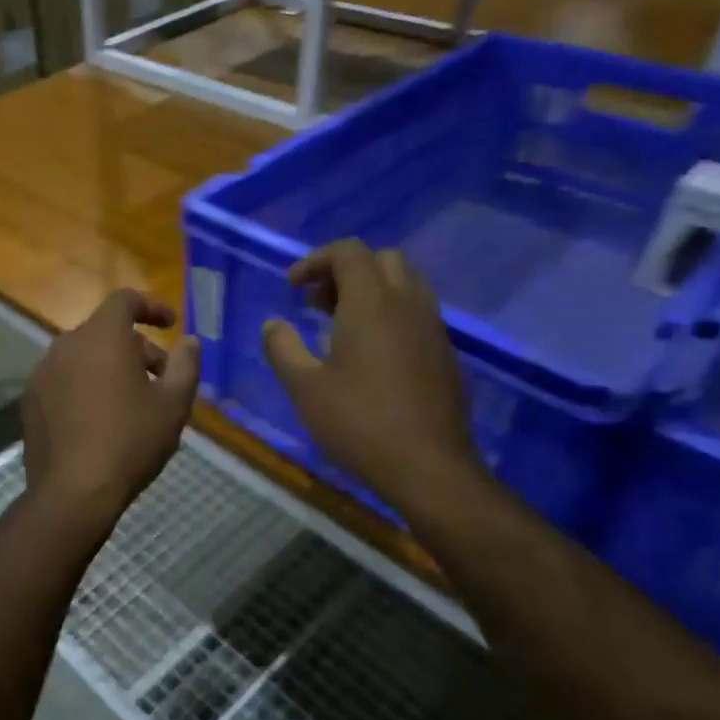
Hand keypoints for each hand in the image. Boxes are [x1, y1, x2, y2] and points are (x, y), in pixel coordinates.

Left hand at [23, 290, 200, 524]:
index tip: (171, 324)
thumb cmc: (131, 441)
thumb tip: (190, 341)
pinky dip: (85, 386)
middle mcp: (66, 344)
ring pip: (83, 356)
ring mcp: (43, 372)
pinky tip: (99, 420)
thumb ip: (186, 365)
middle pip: (105, 331)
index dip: (151, 306)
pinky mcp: (30, 399)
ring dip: (110, 367)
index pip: (125, 300)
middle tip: (160, 378)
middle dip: (137, 347)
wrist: (73, 492)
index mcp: (102, 336)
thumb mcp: (173, 404)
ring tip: (132, 402)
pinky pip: (64, 380)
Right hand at [262, 241, 485, 514]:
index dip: (316, 260)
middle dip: (346, 270)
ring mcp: (433, 328)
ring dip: (371, 290)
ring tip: (340, 325)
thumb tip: (273, 324)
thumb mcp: (304, 388)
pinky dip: (391, 313)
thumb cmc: (359, 423)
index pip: (349, 252)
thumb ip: (282, 348)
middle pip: (382, 260)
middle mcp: (408, 304)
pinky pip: (417, 313)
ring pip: (405, 284)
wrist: (429, 467)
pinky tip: (370, 354)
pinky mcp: (445, 353)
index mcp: (372, 303)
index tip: (292, 287)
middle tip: (318, 303)